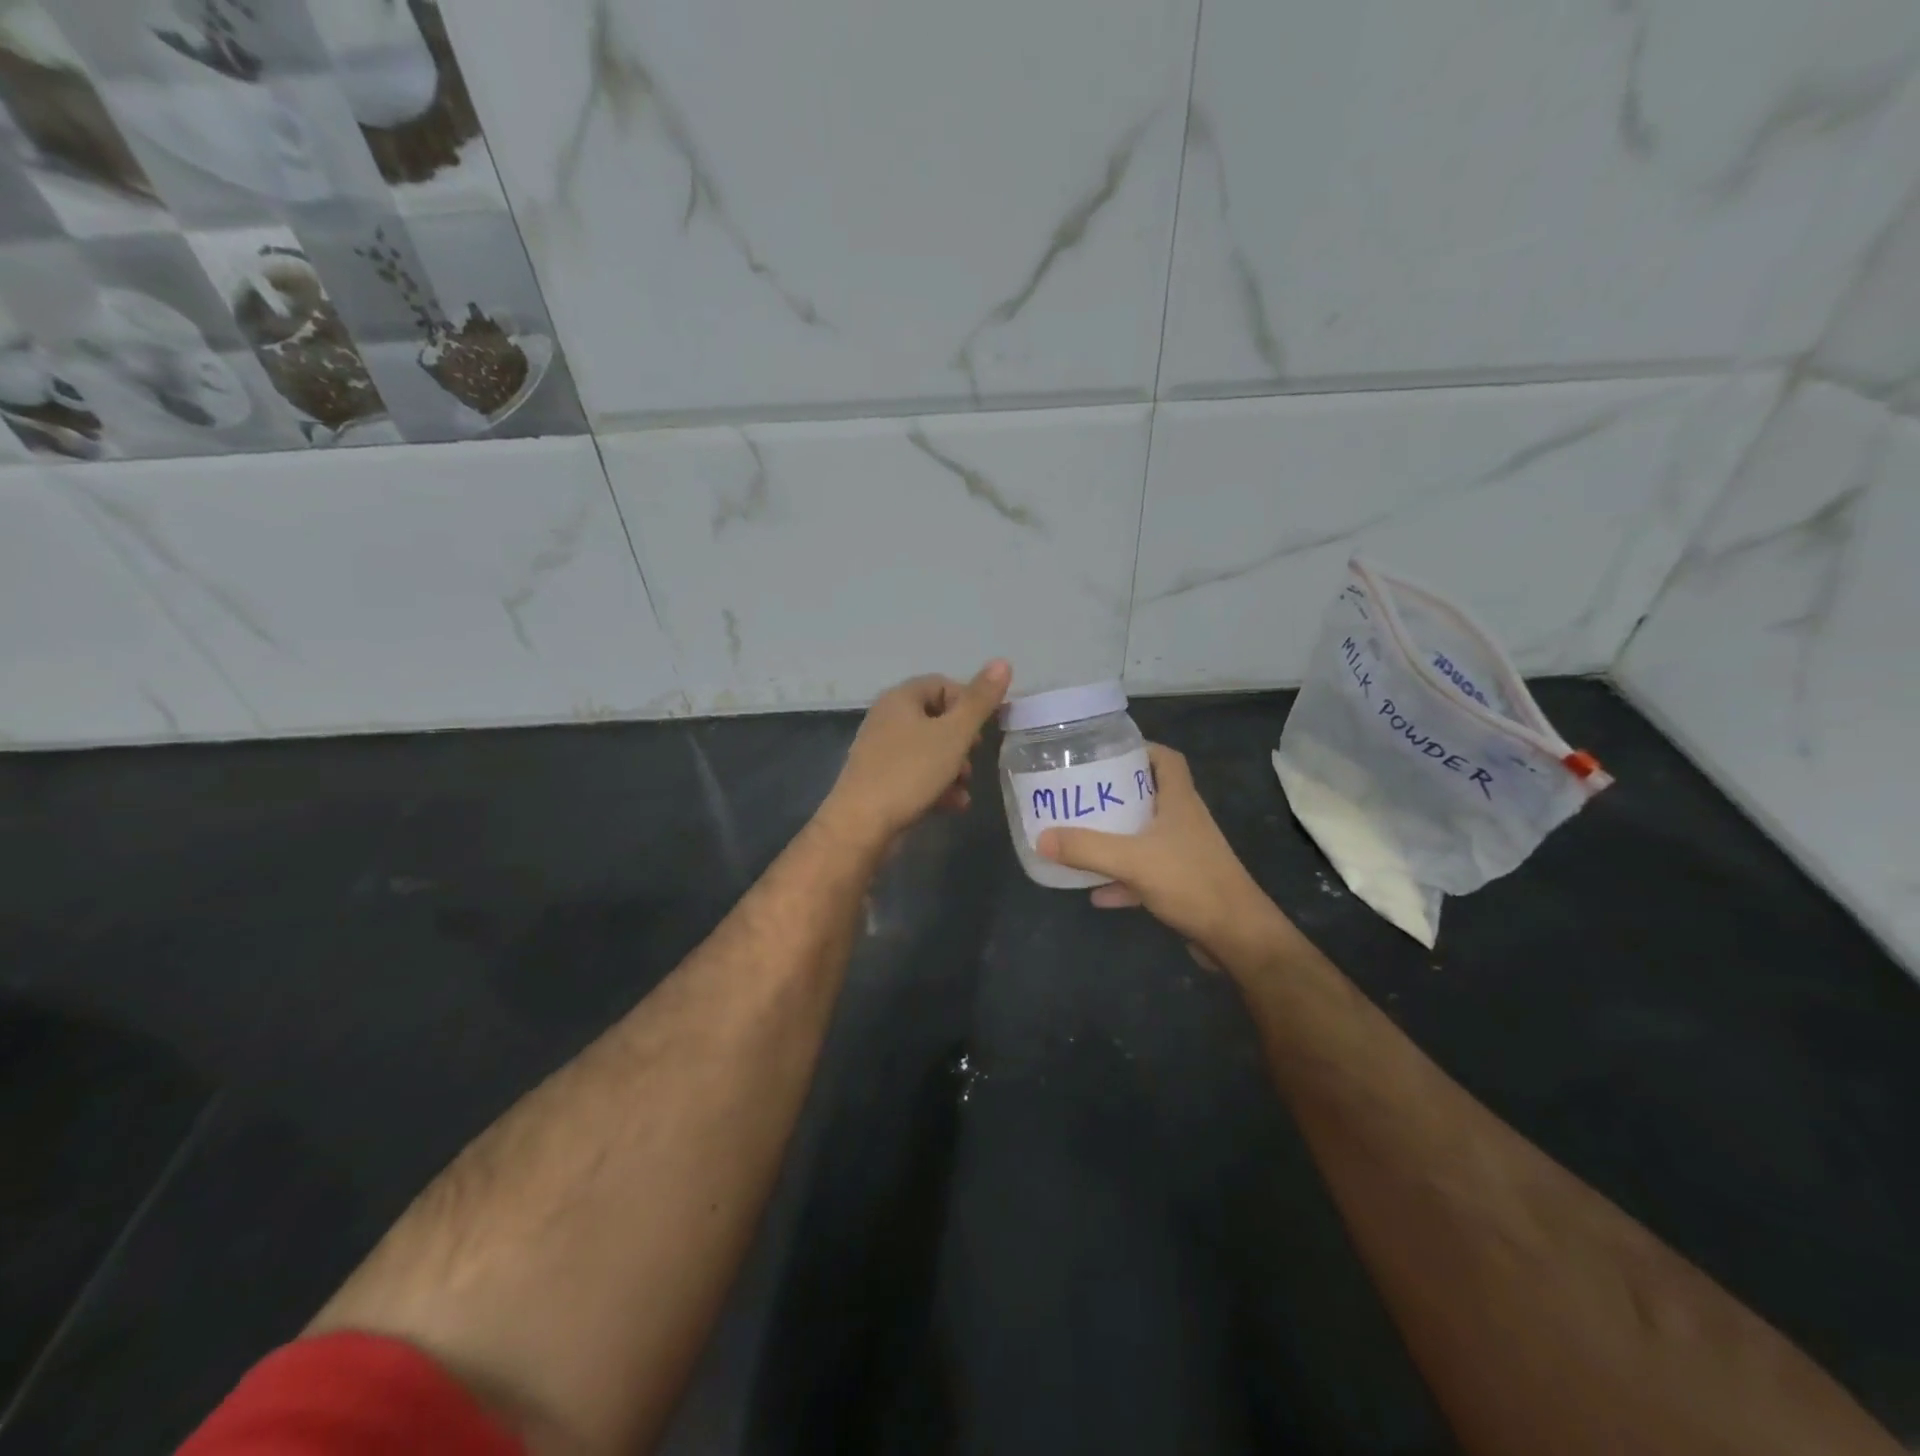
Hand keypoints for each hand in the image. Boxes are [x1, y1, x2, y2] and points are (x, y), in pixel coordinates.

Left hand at [822, 660, 1011, 844]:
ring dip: (954, 766)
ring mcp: (881, 751)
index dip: (969, 701)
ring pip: (929, 750)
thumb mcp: (954, 734)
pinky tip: (953, 804)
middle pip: (937, 718)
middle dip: (962, 740)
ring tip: (965, 786)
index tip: (986, 726)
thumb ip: (979, 701)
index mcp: (901, 698)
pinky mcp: (880, 781)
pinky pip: (916, 774)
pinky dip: (937, 785)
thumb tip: (1003, 662)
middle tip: (975, 756)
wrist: (861, 825)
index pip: (942, 684)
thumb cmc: (910, 771)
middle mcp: (887, 718)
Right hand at [1037, 742, 1286, 963]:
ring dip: (1117, 837)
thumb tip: (1040, 837)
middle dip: (1117, 794)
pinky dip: (1122, 879)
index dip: (1140, 749)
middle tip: (1082, 794)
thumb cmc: (1191, 882)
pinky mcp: (1183, 884)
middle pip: (1150, 795)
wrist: (1237, 937)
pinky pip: (1146, 873)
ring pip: (1146, 835)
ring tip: (1082, 836)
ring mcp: (1185, 854)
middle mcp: (1184, 821)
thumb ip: (1086, 848)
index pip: (1166, 759)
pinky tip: (1096, 892)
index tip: (1105, 754)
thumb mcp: (1133, 860)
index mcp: (1179, 801)